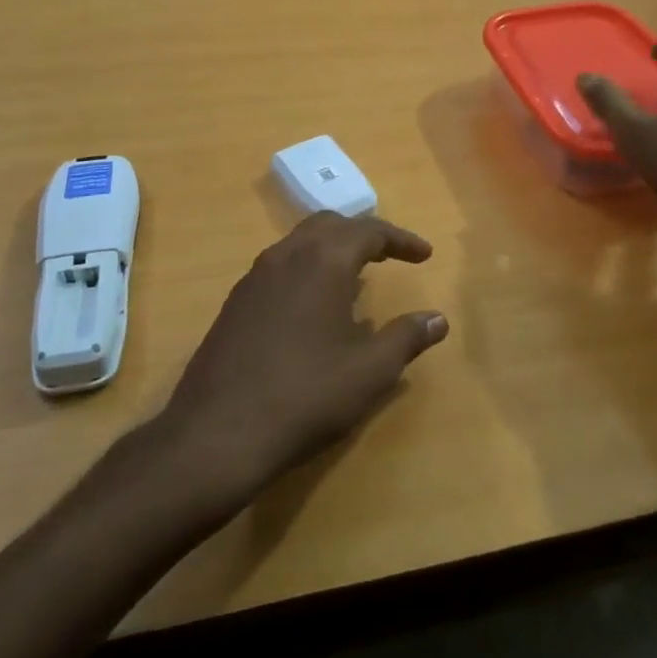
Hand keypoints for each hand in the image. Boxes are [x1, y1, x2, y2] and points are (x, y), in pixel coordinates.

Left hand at [160, 212, 448, 499]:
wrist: (218, 432)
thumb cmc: (306, 395)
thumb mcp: (370, 371)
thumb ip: (407, 337)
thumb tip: (438, 319)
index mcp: (323, 260)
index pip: (370, 231)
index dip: (402, 240)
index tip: (425, 256)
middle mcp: (286, 255)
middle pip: (330, 225)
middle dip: (364, 235)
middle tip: (389, 256)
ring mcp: (254, 277)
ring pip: (300, 243)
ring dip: (332, 250)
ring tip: (355, 280)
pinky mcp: (235, 302)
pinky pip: (279, 267)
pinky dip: (306, 270)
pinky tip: (313, 309)